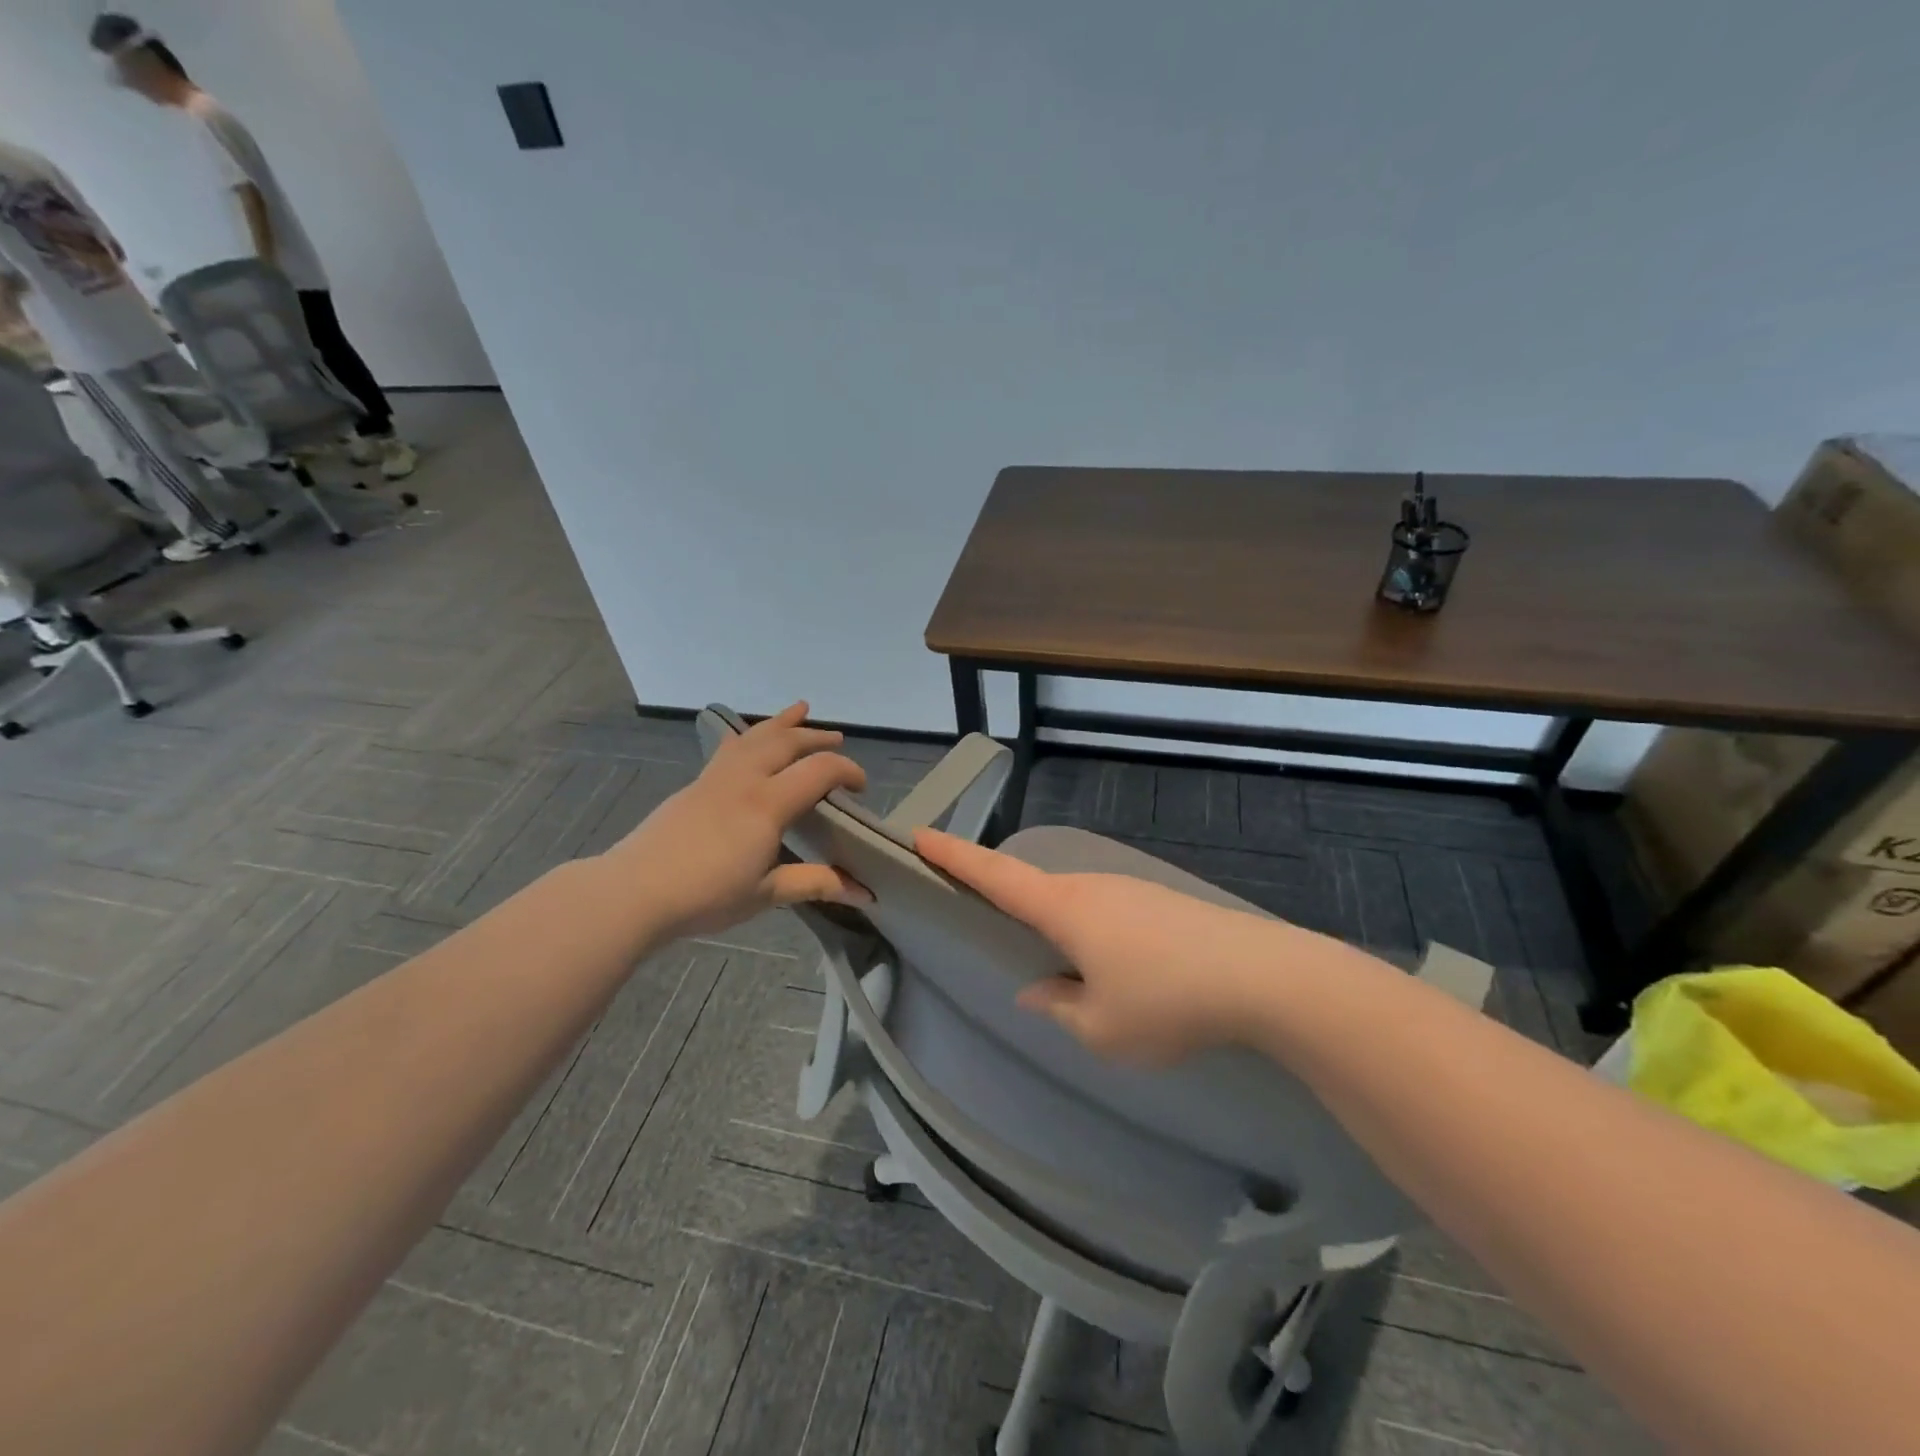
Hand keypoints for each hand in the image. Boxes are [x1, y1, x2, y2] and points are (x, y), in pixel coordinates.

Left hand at [603, 703, 871, 940]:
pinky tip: (750, 740)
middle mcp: (744, 780)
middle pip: (787, 742)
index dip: (847, 771)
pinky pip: (731, 746)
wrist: (634, 892)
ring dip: (782, 723)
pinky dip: (751, 735)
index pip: (819, 770)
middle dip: (816, 737)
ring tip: (800, 709)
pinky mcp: (695, 784)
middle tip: (837, 739)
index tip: (861, 787)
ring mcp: (715, 778)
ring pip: (755, 736)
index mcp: (767, 804)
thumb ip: (814, 883)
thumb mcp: (766, 894)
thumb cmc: (705, 896)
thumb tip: (864, 893)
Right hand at [916, 829, 1285, 1064]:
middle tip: (987, 919)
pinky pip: (1109, 913)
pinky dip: (1093, 933)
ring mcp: (1130, 889)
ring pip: (1076, 904)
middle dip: (1005, 898)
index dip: (954, 856)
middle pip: (1034, 887)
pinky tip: (1119, 971)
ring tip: (1067, 970)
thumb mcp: (1101, 1028)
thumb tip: (1036, 990)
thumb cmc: (1167, 1001)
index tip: (920, 834)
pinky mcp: (1161, 902)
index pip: (994, 876)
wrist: (1264, 975)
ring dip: (1058, 926)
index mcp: (1064, 909)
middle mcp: (1091, 887)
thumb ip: (1059, 1008)